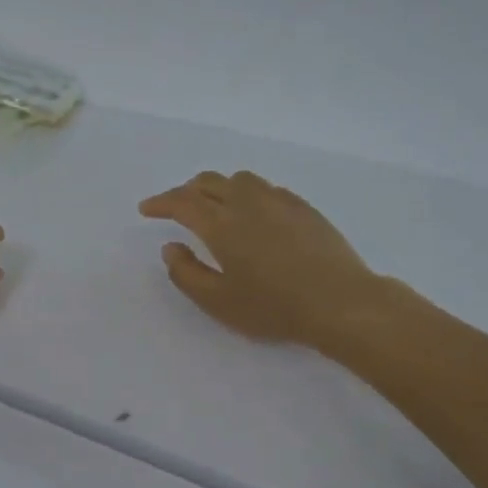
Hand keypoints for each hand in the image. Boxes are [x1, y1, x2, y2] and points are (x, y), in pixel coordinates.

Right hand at [139, 172, 387, 350]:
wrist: (340, 302)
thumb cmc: (274, 307)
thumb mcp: (218, 302)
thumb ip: (186, 273)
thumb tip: (171, 248)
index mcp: (221, 224)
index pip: (182, 202)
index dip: (161, 203)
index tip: (146, 209)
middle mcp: (247, 203)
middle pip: (209, 182)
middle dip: (185, 191)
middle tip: (175, 208)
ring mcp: (279, 201)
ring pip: (239, 180)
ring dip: (218, 187)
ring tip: (213, 205)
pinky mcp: (304, 208)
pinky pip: (266, 188)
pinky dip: (247, 193)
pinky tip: (253, 212)